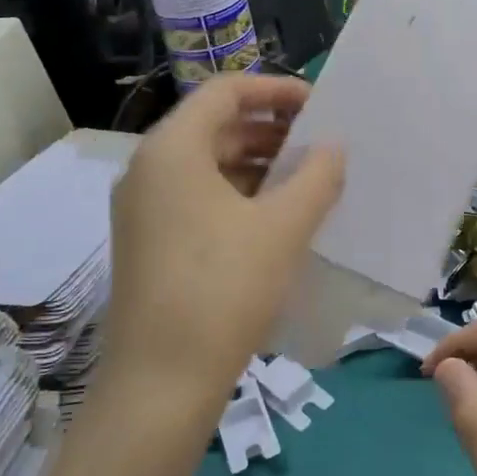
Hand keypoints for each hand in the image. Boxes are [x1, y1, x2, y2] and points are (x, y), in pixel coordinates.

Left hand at [103, 74, 343, 409]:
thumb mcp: (282, 227)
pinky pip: (198, 198)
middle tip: (319, 145)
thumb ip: (316, 177)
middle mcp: (148, 169)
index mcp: (172, 149)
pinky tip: (276, 218)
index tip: (318, 106)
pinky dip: (238, 195)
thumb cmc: (223, 289)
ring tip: (306, 180)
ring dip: (258, 164)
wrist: (159, 385)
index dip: (274, 90)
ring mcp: (143, 209)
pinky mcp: (149, 243)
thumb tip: (332, 149)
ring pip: (207, 165)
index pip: (224, 92)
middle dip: (270, 129)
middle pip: (214, 126)